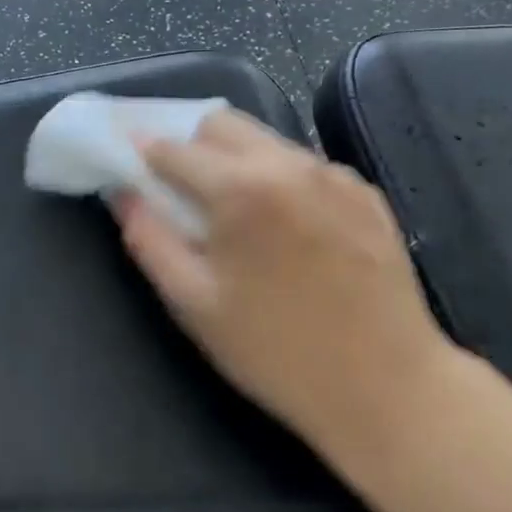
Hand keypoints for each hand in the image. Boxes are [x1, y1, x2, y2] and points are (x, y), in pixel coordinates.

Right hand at [117, 109, 462, 469]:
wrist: (388, 387)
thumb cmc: (276, 352)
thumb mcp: (194, 304)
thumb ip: (150, 240)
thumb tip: (123, 194)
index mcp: (240, 188)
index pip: (173, 148)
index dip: (143, 154)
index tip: (129, 166)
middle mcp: (289, 164)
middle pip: (221, 124)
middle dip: (190, 147)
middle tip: (180, 193)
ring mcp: (335, 175)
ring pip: (266, 140)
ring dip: (235, 160)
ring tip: (235, 215)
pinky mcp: (366, 194)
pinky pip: (305, 166)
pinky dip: (279, 179)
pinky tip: (285, 229)